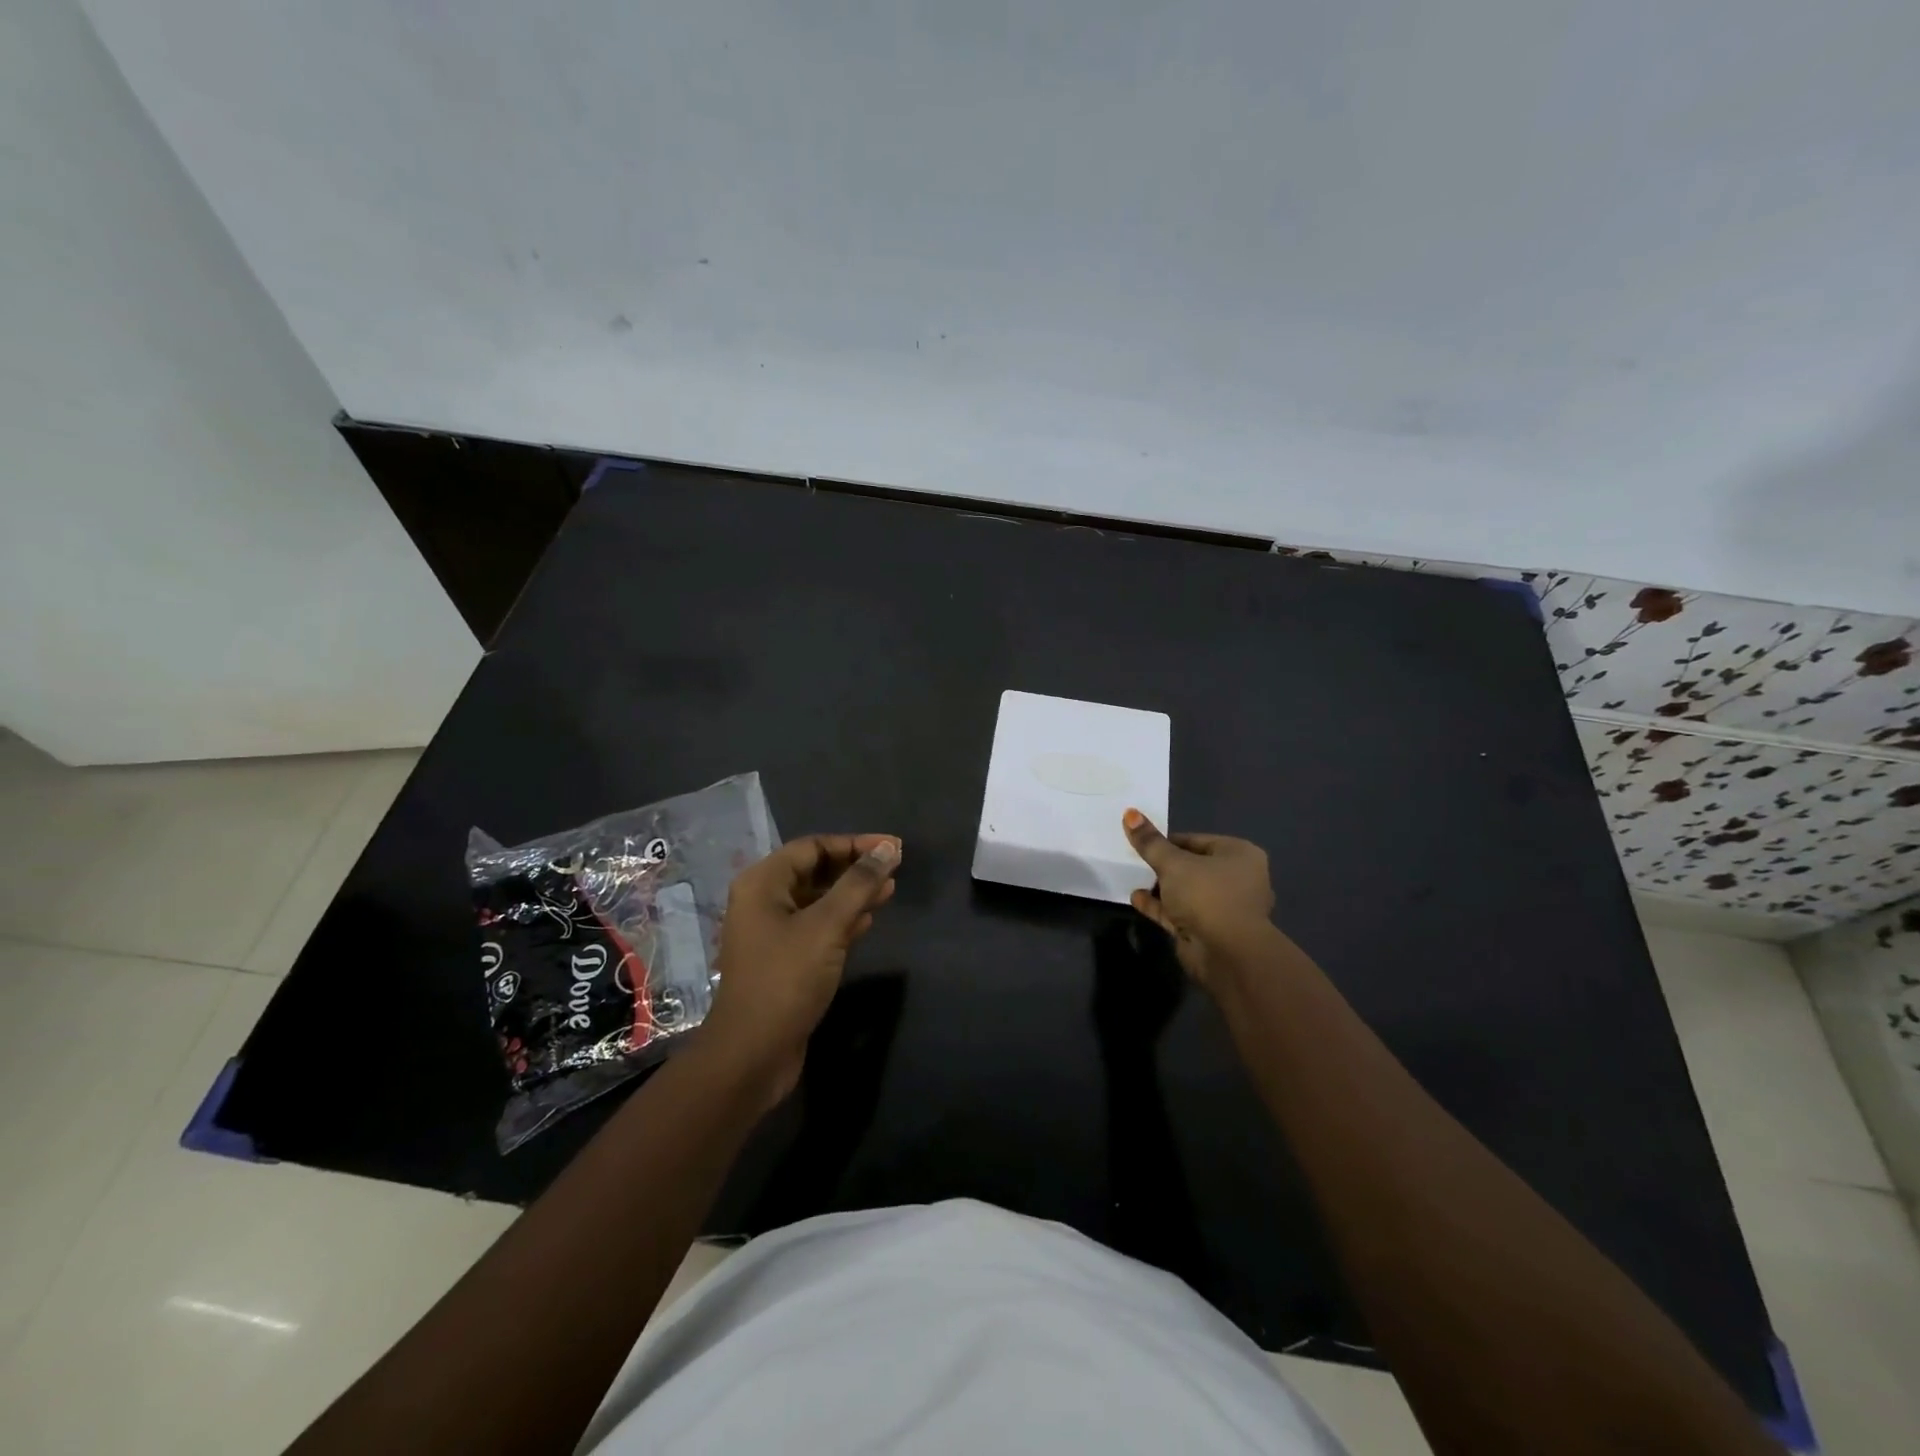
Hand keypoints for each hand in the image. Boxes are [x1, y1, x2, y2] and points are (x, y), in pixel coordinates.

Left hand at [699, 834, 900, 1108]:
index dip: (855, 844)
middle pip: (815, 871)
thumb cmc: (786, 979)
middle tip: (895, 869)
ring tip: (890, 891)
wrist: (752, 1054)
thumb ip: (859, 884)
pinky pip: (817, 926)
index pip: (813, 847)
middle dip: (855, 868)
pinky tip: (869, 921)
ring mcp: (772, 932)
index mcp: (763, 883)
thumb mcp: (827, 926)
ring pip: (819, 900)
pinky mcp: (784, 959)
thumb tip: (888, 848)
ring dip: (853, 894)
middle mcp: (763, 901)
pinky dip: (843, 920)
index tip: (893, 848)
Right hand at [1122, 810, 1273, 988]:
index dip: (1168, 841)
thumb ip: (1150, 842)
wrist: (1227, 954)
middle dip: (1165, 865)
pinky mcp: (1211, 931)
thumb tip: (1130, 813)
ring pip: (1188, 891)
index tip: (1143, 842)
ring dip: (1162, 887)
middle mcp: (1237, 879)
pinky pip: (1182, 912)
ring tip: (1135, 878)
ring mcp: (1225, 908)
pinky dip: (1161, 906)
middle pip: (1193, 866)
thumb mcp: (1173, 863)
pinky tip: (1137, 899)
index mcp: (1239, 855)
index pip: (1197, 840)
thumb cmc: (1207, 895)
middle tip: (1137, 860)